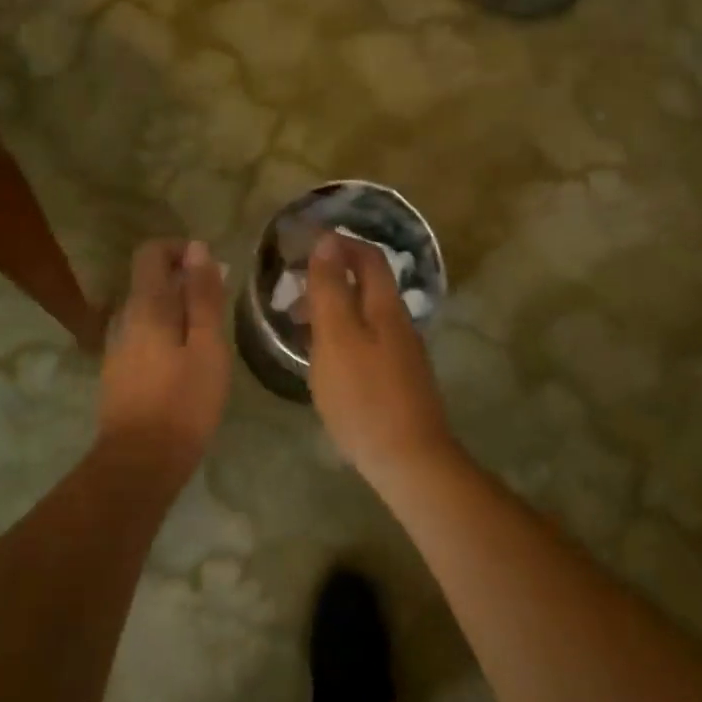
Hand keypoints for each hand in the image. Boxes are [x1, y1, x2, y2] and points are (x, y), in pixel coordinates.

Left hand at [98, 239, 230, 468]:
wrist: (139, 463)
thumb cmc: (183, 402)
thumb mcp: (207, 346)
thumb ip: (202, 296)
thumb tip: (198, 249)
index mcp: (146, 306)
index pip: (151, 252)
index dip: (181, 250)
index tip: (211, 270)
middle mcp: (124, 318)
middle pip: (150, 280)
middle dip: (185, 282)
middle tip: (219, 309)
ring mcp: (117, 346)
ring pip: (148, 310)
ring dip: (177, 310)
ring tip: (209, 338)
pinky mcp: (118, 371)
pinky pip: (143, 335)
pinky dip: (166, 334)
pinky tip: (187, 363)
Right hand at [305, 232, 456, 477]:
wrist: (409, 460)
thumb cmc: (364, 396)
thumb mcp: (337, 338)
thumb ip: (331, 289)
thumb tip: (328, 241)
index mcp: (386, 307)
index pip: (368, 257)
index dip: (339, 243)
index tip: (303, 242)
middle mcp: (399, 324)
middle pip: (368, 285)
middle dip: (331, 276)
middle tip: (292, 287)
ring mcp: (402, 354)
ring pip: (365, 315)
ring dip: (333, 308)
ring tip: (298, 324)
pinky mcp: (399, 380)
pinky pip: (367, 341)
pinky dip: (342, 335)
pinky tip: (324, 358)